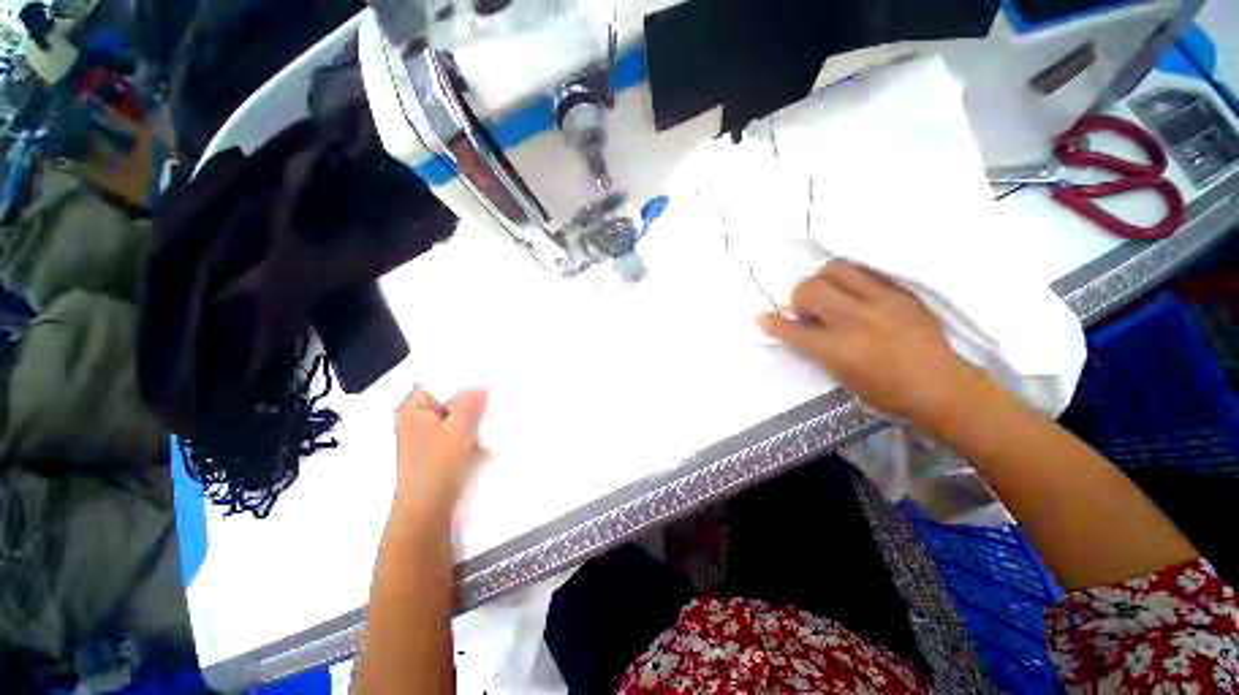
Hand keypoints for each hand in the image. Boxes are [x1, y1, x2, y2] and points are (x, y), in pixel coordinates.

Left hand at [393, 385, 488, 515]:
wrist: (428, 512)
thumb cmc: (436, 468)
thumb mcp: (456, 431)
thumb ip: (469, 404)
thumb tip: (481, 385)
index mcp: (412, 410)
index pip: (435, 380)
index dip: (458, 373)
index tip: (484, 368)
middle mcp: (418, 419)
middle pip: (447, 397)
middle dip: (471, 393)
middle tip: (496, 383)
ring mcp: (430, 435)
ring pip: (456, 414)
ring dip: (474, 411)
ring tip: (497, 401)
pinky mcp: (441, 449)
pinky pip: (460, 429)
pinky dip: (473, 426)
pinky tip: (491, 423)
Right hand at [758, 261, 978, 422]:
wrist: (944, 388)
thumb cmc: (887, 394)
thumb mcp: (842, 377)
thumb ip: (818, 350)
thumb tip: (801, 328)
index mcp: (840, 350)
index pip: (795, 331)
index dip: (774, 324)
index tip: (763, 318)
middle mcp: (857, 321)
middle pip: (811, 289)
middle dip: (801, 298)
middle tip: (810, 311)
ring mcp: (883, 302)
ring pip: (836, 269)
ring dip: (824, 282)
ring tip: (832, 296)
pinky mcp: (902, 293)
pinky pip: (865, 272)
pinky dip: (850, 280)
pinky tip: (855, 295)